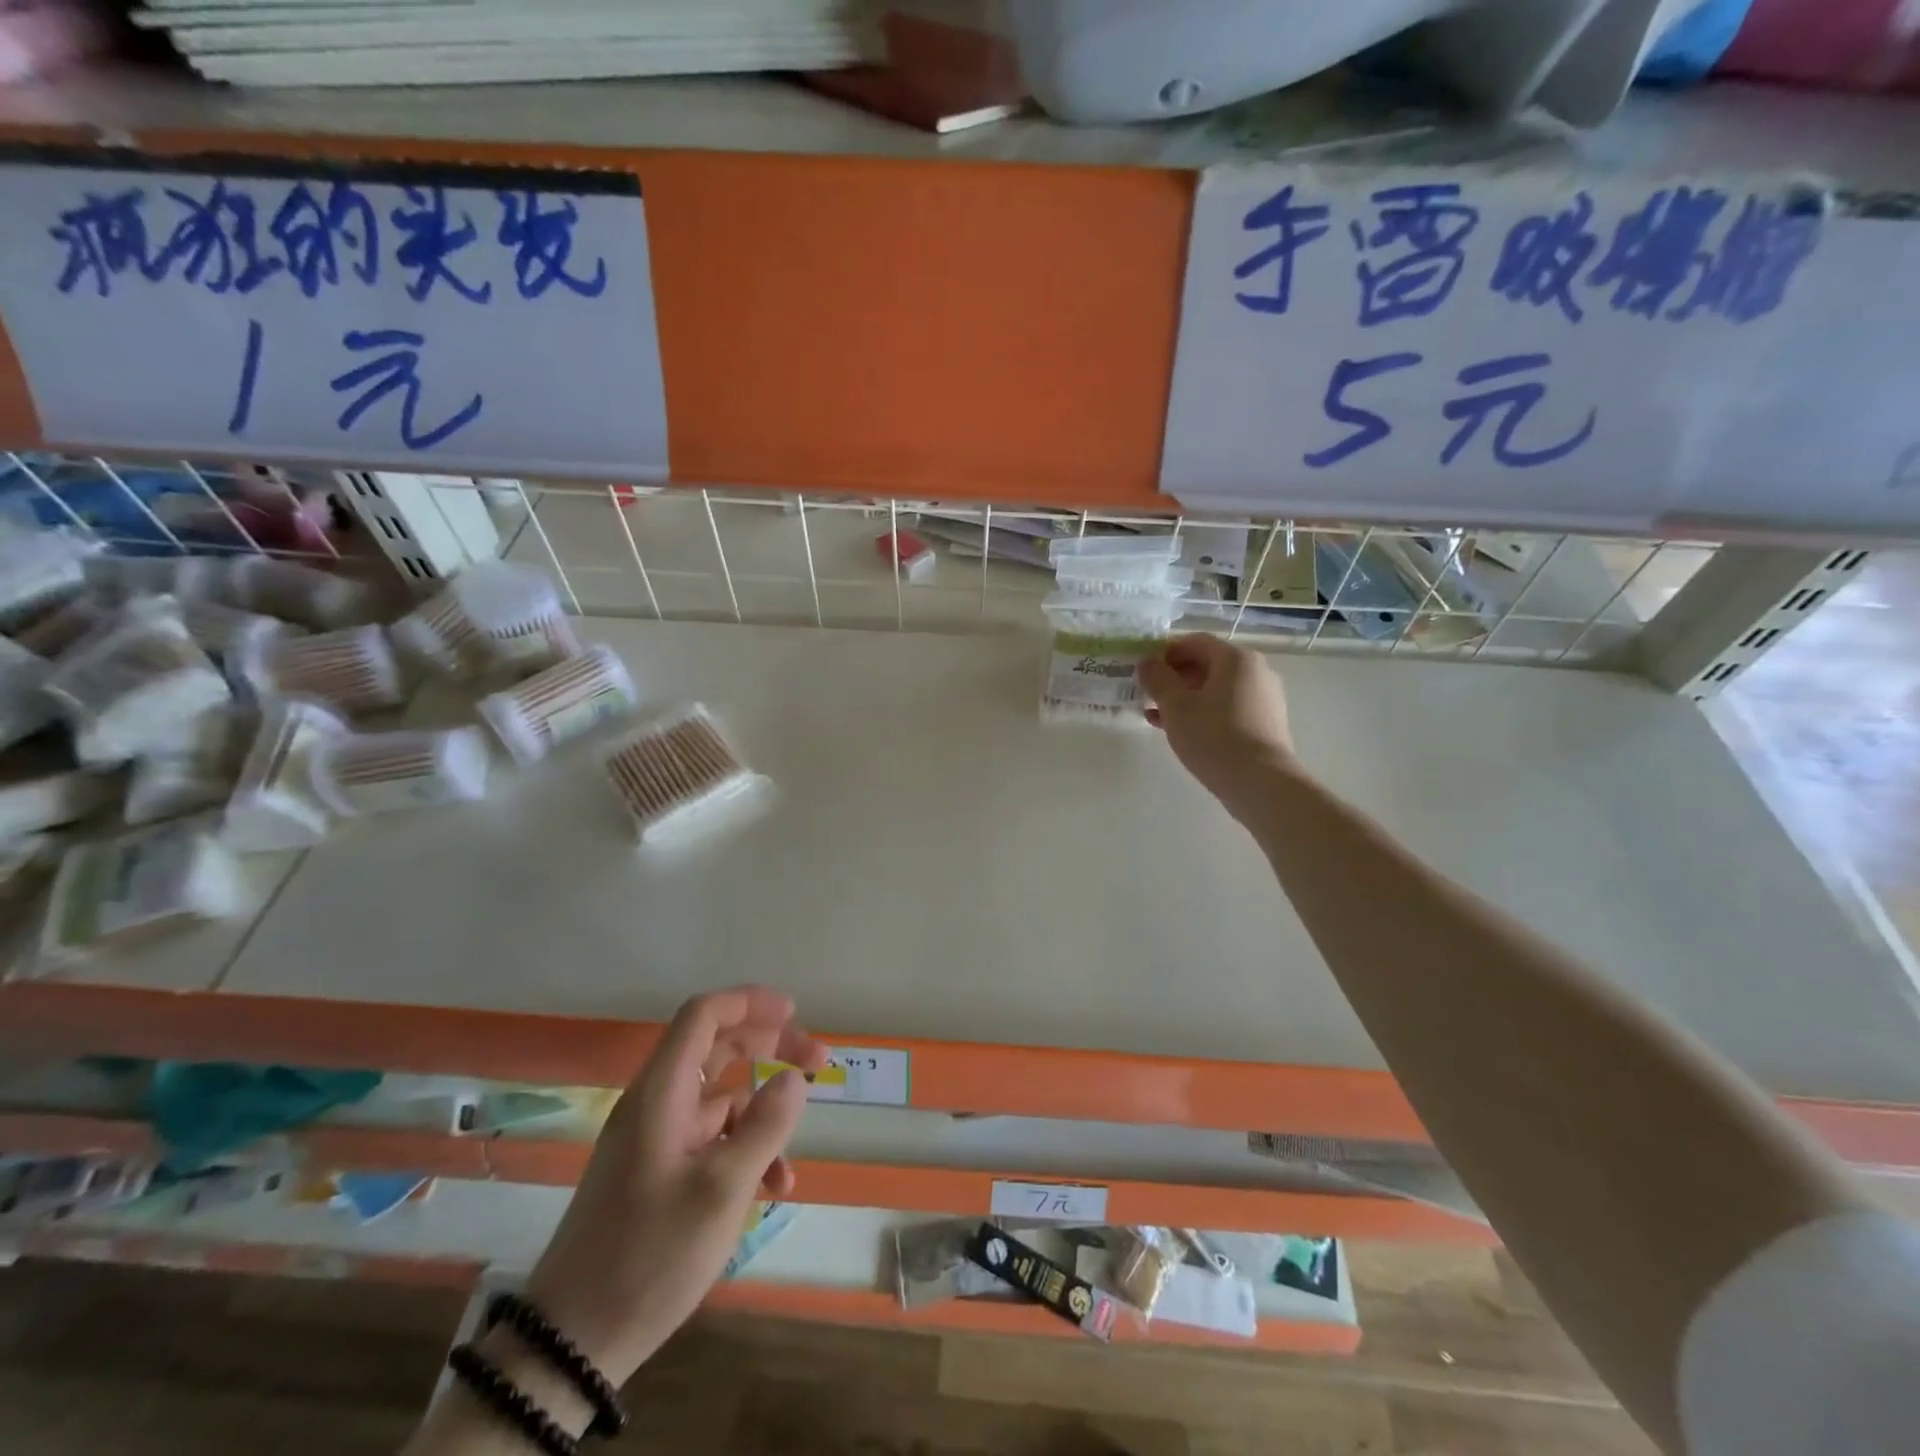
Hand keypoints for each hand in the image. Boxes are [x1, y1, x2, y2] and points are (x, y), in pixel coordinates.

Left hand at [522, 986, 826, 1384]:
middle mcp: (657, 1105)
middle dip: (770, 1048)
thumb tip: (795, 1078)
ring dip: (762, 1112)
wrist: (571, 1342)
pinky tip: (771, 1189)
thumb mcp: (721, 1191)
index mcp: (662, 1092)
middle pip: (717, 1048)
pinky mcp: (657, 1174)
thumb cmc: (649, 1255)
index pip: (703, 1016)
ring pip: (720, 1101)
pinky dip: (744, 1151)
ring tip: (796, 1146)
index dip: (749, 1002)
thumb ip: (764, 1126)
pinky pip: (711, 1143)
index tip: (794, 1012)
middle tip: (816, 1061)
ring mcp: (655, 1140)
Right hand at [1139, 634, 1295, 802]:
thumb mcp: (1175, 706)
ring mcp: (1264, 699)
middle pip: (1208, 665)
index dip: (1165, 652)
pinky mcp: (1265, 725)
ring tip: (1157, 716)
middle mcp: (1256, 672)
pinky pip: (1227, 709)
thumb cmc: (1214, 736)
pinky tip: (1181, 732)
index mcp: (1237, 659)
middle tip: (1148, 694)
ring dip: (1185, 698)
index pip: (1195, 642)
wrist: (1260, 782)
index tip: (1143, 670)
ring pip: (1216, 690)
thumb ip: (1157, 679)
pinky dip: (1203, 714)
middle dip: (1174, 677)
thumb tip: (1146, 662)